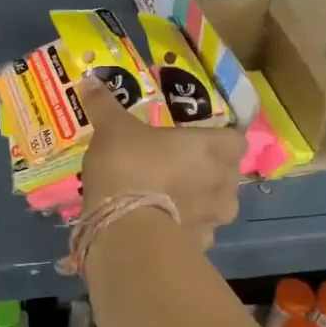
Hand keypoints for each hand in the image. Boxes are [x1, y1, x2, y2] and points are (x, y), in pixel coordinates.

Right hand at [76, 77, 241, 247]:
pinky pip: (199, 233)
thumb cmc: (128, 167)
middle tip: (183, 168)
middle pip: (229, 174)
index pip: (236, 141)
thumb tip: (89, 80)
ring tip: (175, 200)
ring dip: (203, 203)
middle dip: (212, 172)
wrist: (124, 229)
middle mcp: (220, 182)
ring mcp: (213, 219)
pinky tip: (164, 226)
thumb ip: (105, 105)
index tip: (202, 140)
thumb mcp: (111, 129)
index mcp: (209, 148)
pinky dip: (186, 229)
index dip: (222, 140)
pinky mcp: (199, 246)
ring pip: (218, 207)